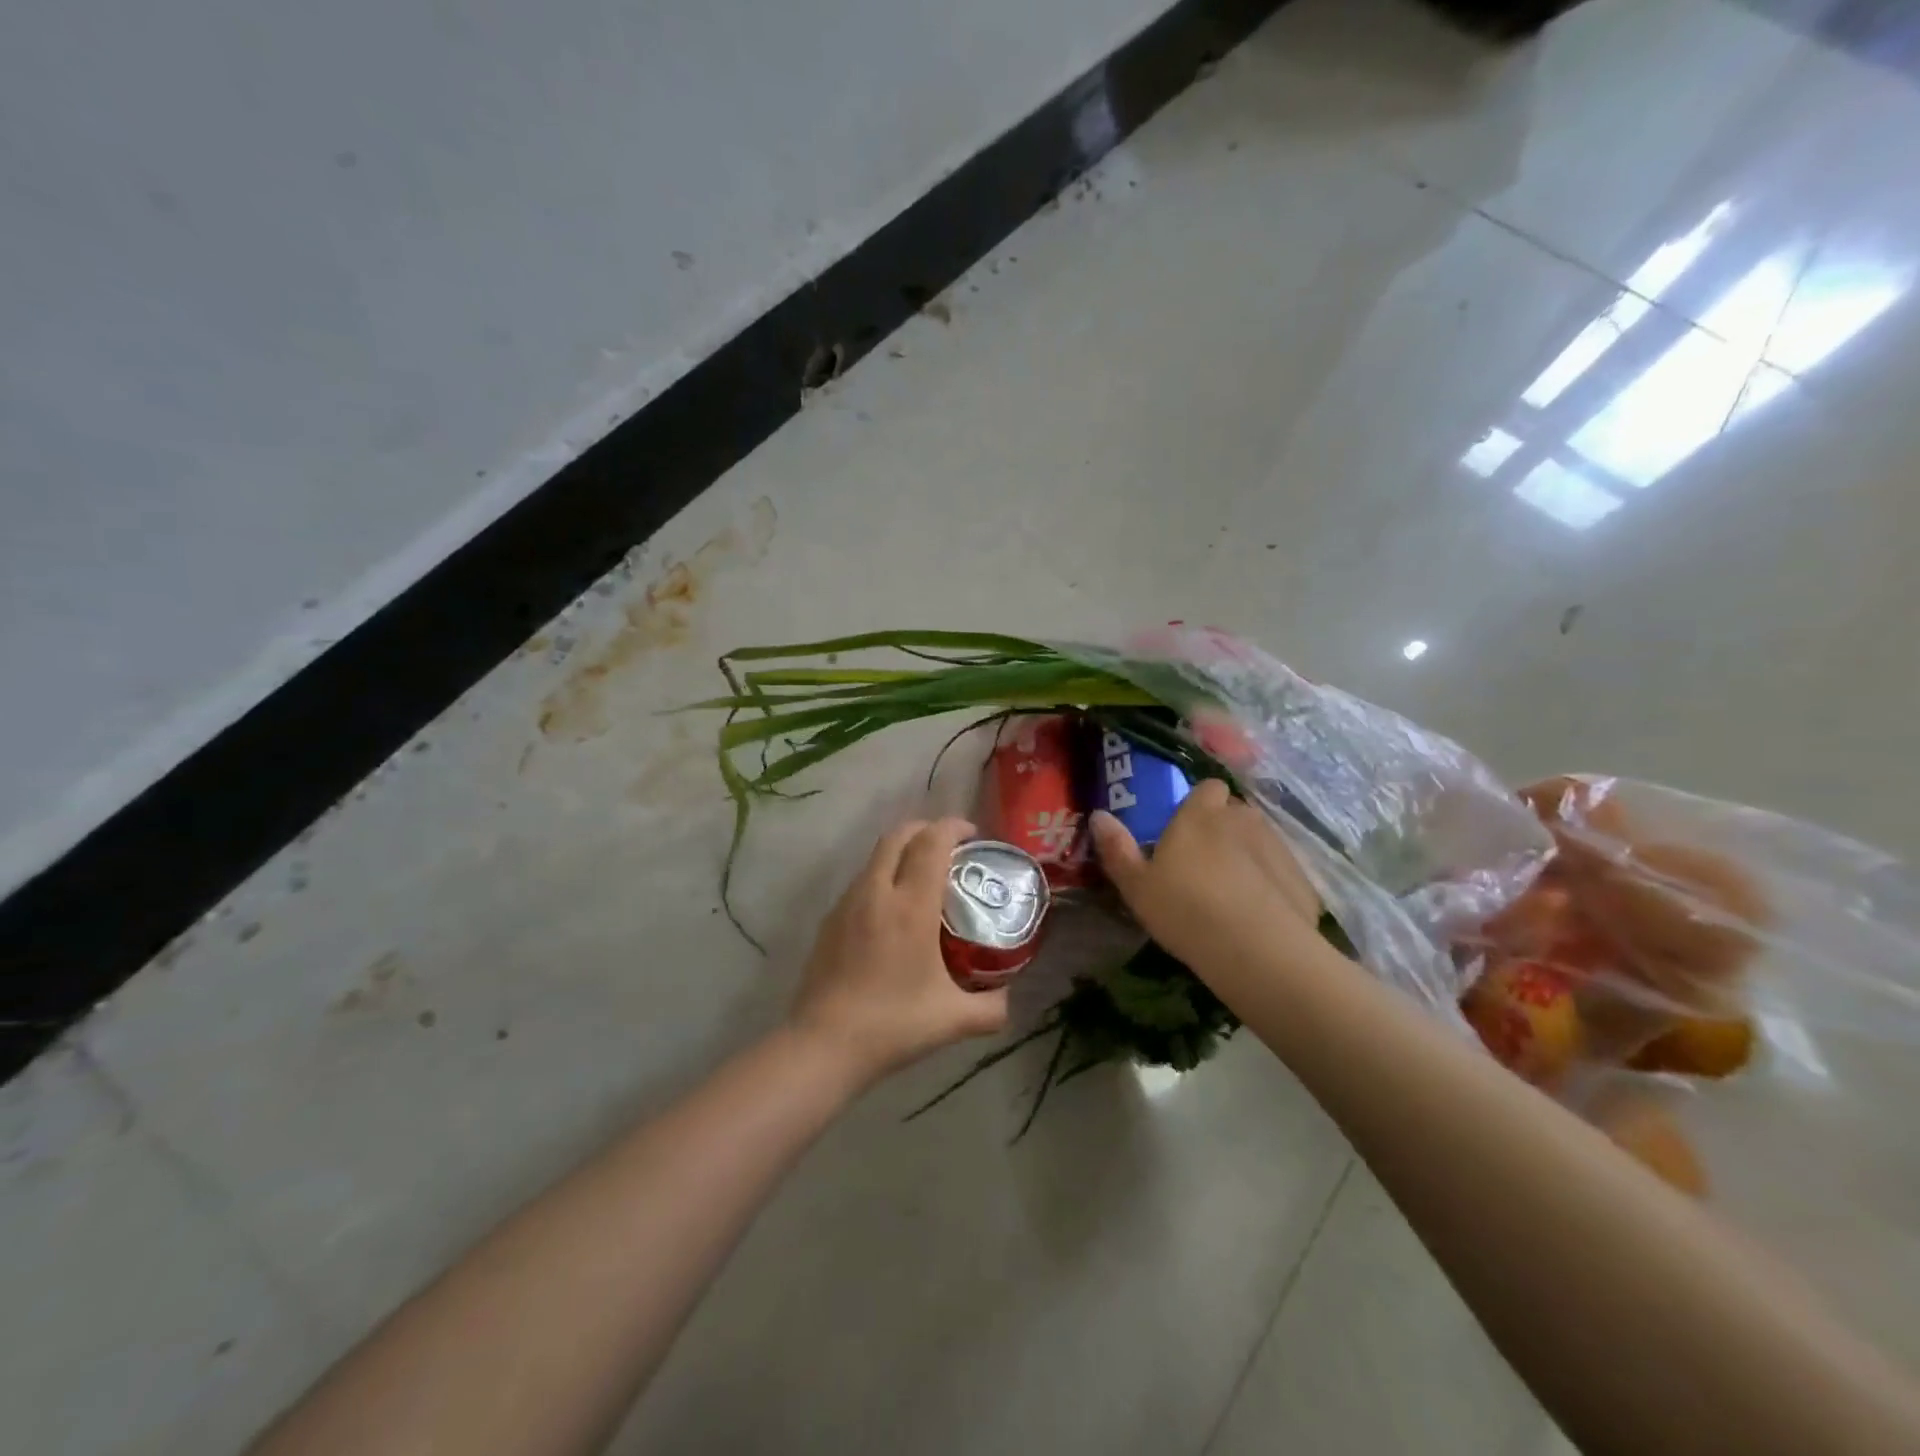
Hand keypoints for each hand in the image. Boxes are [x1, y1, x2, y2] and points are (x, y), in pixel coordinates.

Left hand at [787, 817, 1010, 1089]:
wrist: (823, 1044)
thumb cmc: (893, 1024)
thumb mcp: (954, 1019)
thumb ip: (991, 1008)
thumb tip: (1008, 998)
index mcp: (911, 906)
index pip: (932, 843)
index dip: (953, 828)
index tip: (972, 835)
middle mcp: (877, 892)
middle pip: (899, 835)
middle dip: (926, 829)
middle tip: (949, 847)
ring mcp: (848, 903)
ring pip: (876, 856)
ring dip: (902, 851)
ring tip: (923, 876)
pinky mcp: (830, 920)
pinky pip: (861, 881)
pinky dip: (882, 876)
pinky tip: (892, 911)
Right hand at [1090, 779, 1326, 976]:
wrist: (1257, 951)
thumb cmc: (1186, 909)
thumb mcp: (1136, 886)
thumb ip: (1117, 848)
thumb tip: (1099, 815)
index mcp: (1201, 814)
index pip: (1207, 787)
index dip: (1199, 802)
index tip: (1185, 826)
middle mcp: (1243, 819)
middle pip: (1234, 811)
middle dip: (1222, 827)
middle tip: (1202, 861)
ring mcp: (1278, 847)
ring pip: (1259, 839)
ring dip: (1247, 854)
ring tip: (1231, 890)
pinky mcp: (1302, 879)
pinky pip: (1281, 872)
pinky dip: (1271, 884)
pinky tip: (1258, 914)